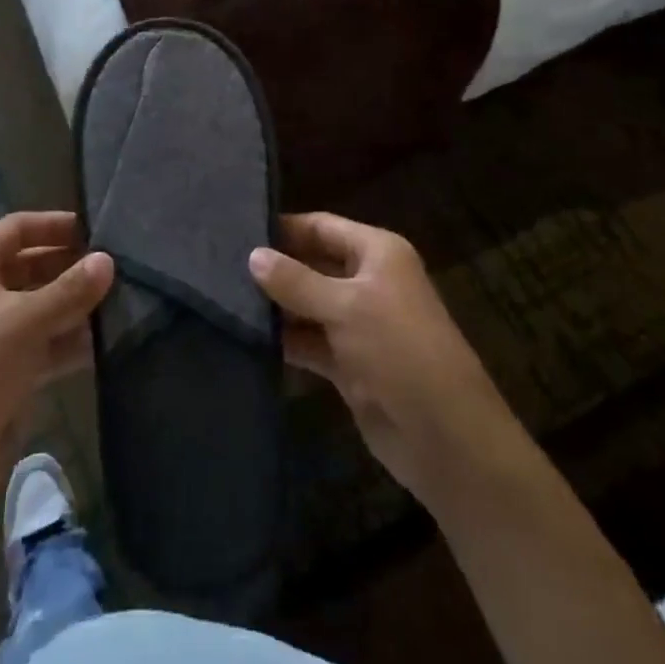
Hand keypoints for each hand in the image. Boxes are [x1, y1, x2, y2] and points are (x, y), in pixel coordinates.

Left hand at [0, 212, 113, 521]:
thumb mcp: (26, 320)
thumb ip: (71, 289)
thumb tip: (108, 260)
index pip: (16, 228)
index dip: (54, 225)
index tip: (96, 229)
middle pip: (30, 266)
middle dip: (70, 266)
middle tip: (116, 267)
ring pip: (40, 306)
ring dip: (75, 305)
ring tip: (121, 300)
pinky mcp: (6, 370)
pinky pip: (44, 342)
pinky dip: (69, 340)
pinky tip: (105, 341)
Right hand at [249, 213, 513, 515]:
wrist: (445, 437)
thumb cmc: (400, 351)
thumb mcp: (346, 307)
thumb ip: (296, 281)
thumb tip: (253, 255)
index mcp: (377, 253)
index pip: (321, 226)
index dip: (283, 227)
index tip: (235, 228)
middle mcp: (368, 281)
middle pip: (312, 263)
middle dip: (274, 266)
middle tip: (218, 264)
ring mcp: (358, 324)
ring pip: (307, 304)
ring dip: (275, 305)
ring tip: (221, 298)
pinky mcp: (349, 363)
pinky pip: (309, 341)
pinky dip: (285, 340)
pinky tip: (246, 336)